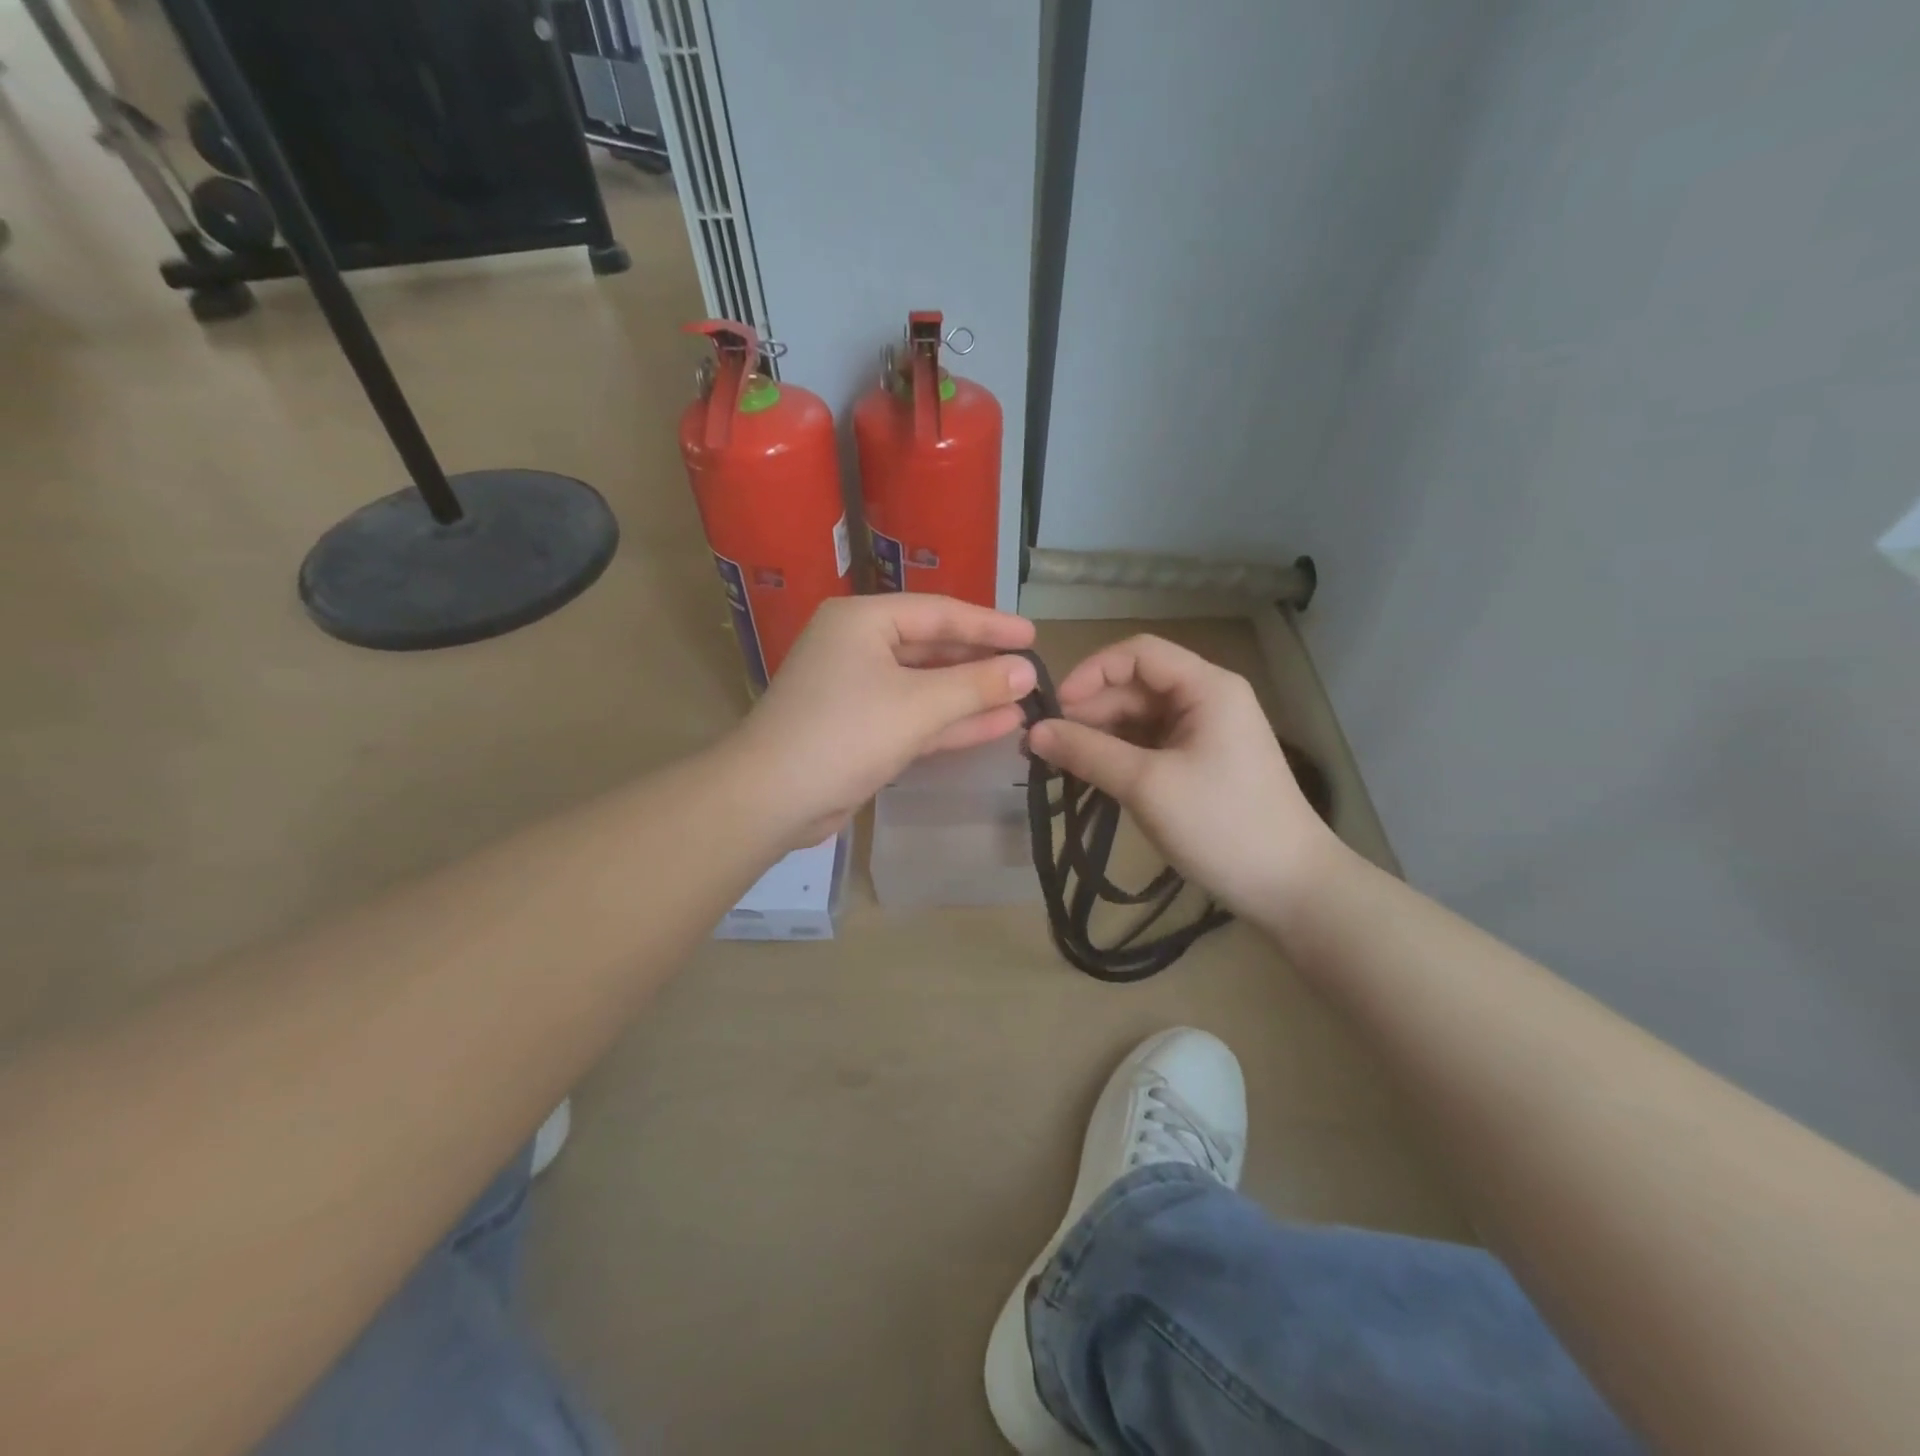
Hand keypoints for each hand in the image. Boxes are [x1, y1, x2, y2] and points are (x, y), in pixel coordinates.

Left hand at [732, 594, 1036, 843]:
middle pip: (933, 648)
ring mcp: (859, 690)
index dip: (989, 624)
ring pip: (926, 686)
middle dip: (981, 663)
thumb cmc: (844, 734)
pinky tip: (997, 725)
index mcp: (862, 621)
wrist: (772, 799)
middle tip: (1030, 670)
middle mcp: (859, 647)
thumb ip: (975, 685)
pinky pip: (915, 716)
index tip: (1033, 635)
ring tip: (1024, 699)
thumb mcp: (917, 705)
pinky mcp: (862, 729)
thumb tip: (1027, 671)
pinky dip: (951, 722)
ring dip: (971, 695)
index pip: (939, 612)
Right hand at [1027, 635, 1341, 916]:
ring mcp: (1204, 733)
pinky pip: (1148, 745)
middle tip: (1043, 745)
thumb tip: (1032, 732)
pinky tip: (1088, 774)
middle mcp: (1206, 699)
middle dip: (1089, 710)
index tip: (1055, 709)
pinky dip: (1117, 756)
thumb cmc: (1221, 825)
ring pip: (1138, 718)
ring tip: (1057, 763)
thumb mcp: (1146, 785)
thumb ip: (1087, 752)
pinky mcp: (1199, 763)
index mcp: (1206, 687)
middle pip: (1135, 686)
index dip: (1091, 672)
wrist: (1289, 887)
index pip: (1137, 653)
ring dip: (1099, 735)